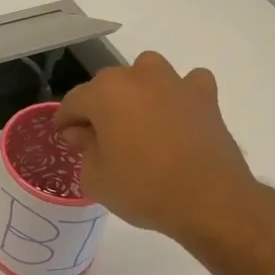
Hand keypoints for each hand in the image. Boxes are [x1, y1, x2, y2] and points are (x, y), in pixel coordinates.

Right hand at [55, 51, 260, 247]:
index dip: (65, 121)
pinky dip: (179, 95)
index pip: (74, 101)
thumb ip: (84, 149)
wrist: (209, 200)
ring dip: (138, 92)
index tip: (64, 137)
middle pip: (108, 85)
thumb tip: (84, 133)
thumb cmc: (143, 189)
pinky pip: (187, 84)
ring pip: (146, 74)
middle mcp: (137, 77)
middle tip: (99, 137)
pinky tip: (178, 116)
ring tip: (139, 121)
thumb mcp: (96, 178)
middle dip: (99, 107)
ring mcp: (174, 82)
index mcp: (105, 93)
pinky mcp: (205, 96)